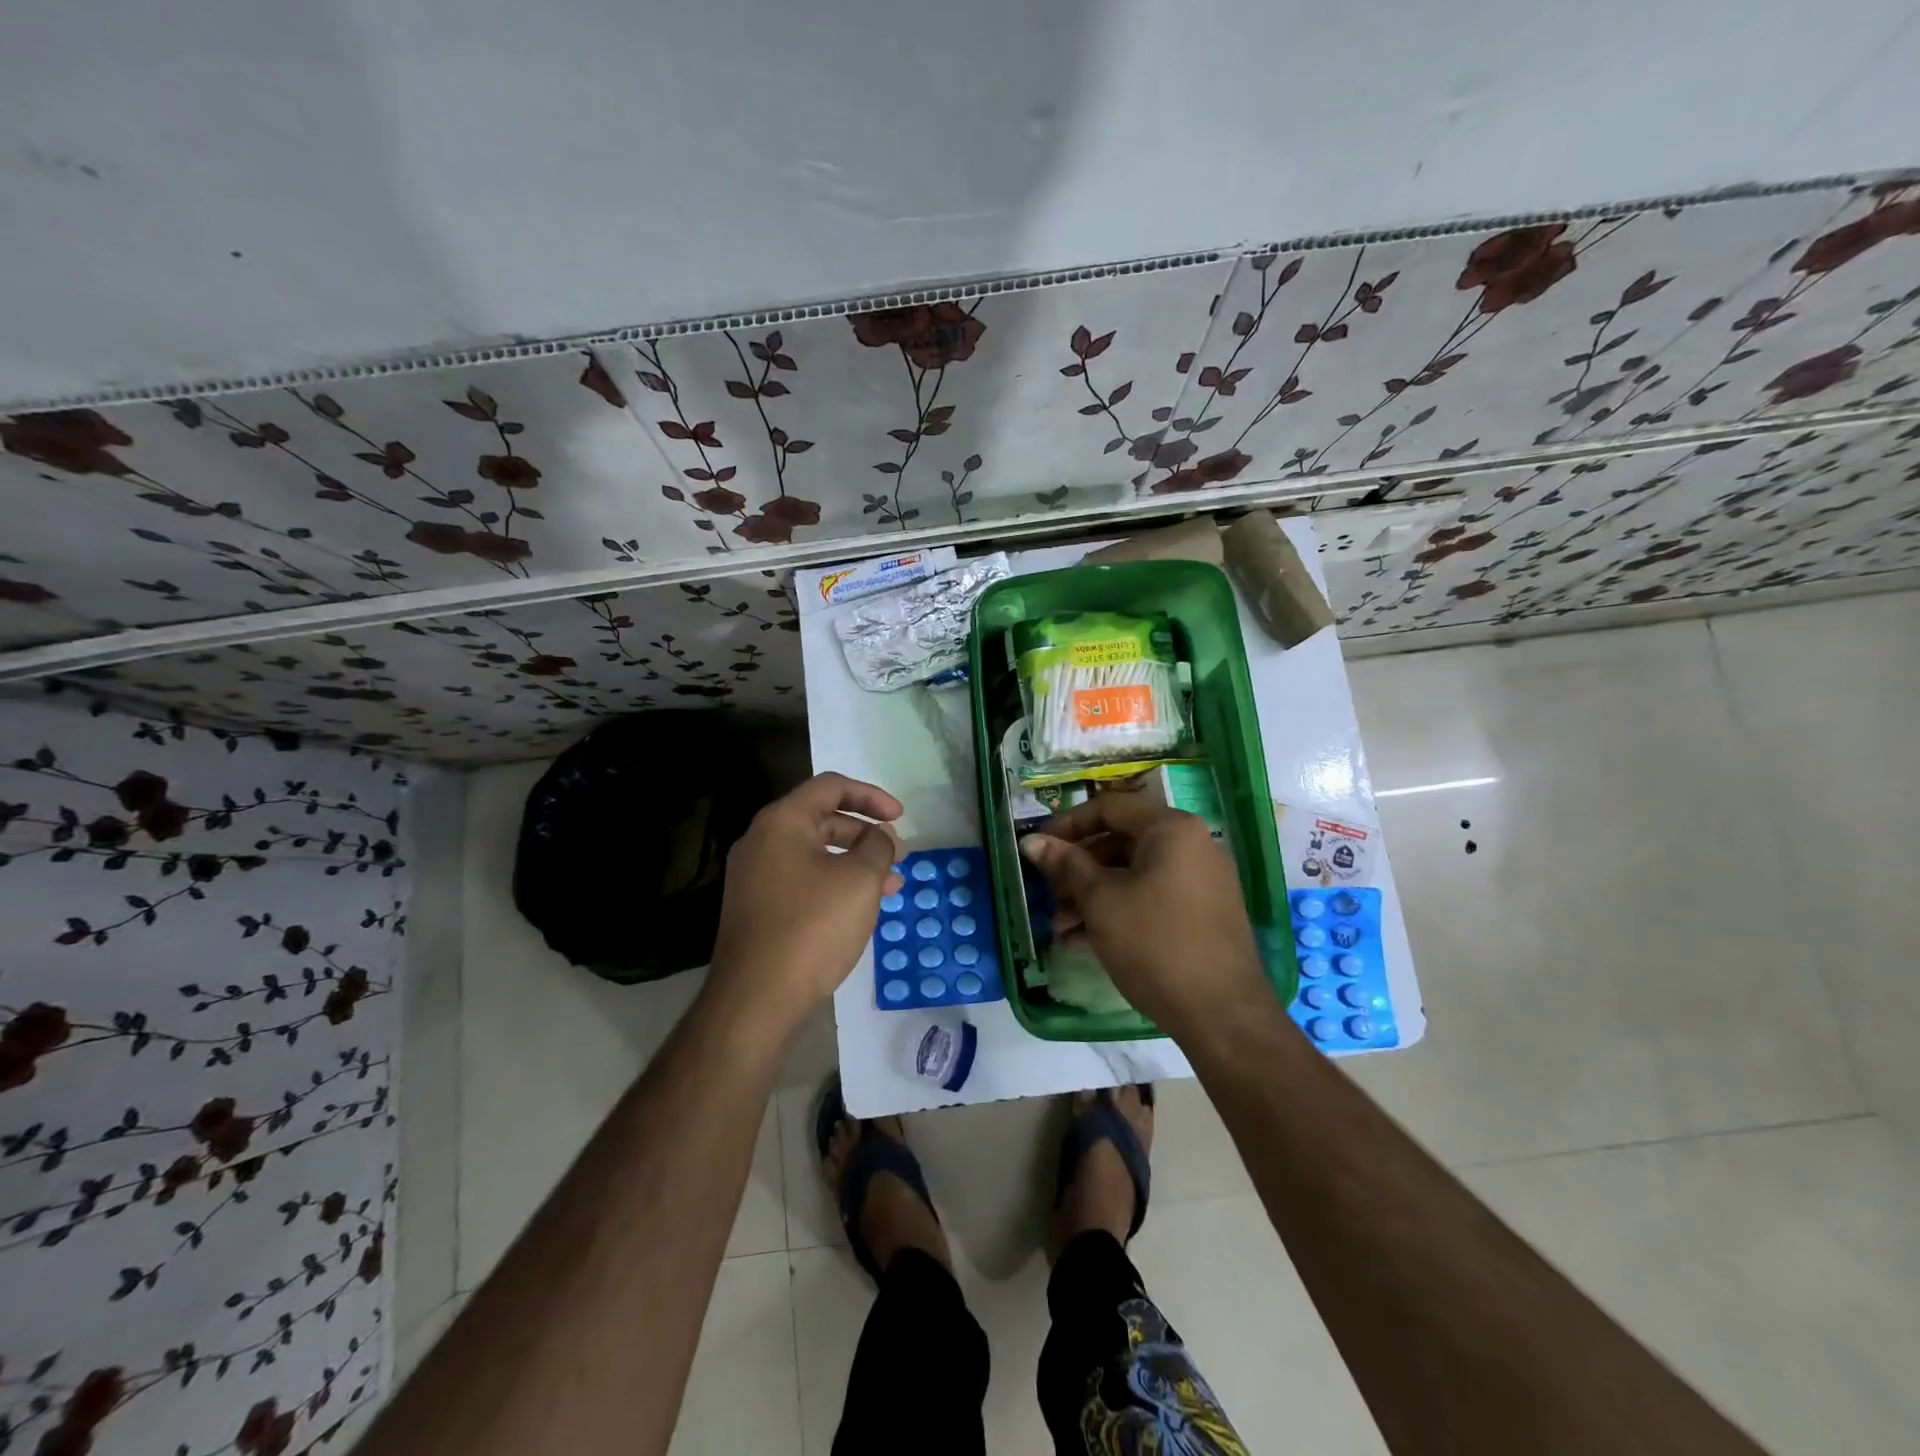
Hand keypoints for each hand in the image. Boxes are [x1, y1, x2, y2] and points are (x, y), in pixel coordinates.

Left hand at [705, 772, 904, 1039]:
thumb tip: (880, 837)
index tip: (900, 816)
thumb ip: (878, 847)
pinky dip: (835, 884)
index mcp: (781, 823)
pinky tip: (861, 907)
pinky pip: (803, 881)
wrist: (756, 1000)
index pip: (830, 787)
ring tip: (891, 884)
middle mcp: (762, 842)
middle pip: (821, 819)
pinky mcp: (758, 909)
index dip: (871, 796)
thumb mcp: (860, 880)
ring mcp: (755, 878)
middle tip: (897, 854)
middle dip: (865, 833)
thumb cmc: (812, 927)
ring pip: (815, 854)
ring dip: (855, 862)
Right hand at [1020, 793, 1271, 1039]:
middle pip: (1121, 840)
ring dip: (1093, 894)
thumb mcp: (1101, 901)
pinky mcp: (1203, 913)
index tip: (1038, 849)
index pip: (1109, 807)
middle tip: (1048, 895)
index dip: (1067, 825)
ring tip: (1061, 928)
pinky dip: (1119, 909)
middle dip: (1078, 868)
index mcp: (1171, 828)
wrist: (1223, 1016)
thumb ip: (1065, 865)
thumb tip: (1031, 840)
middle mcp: (1192, 844)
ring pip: (1134, 872)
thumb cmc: (1155, 944)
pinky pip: (1152, 896)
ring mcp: (1201, 880)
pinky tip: (1085, 940)